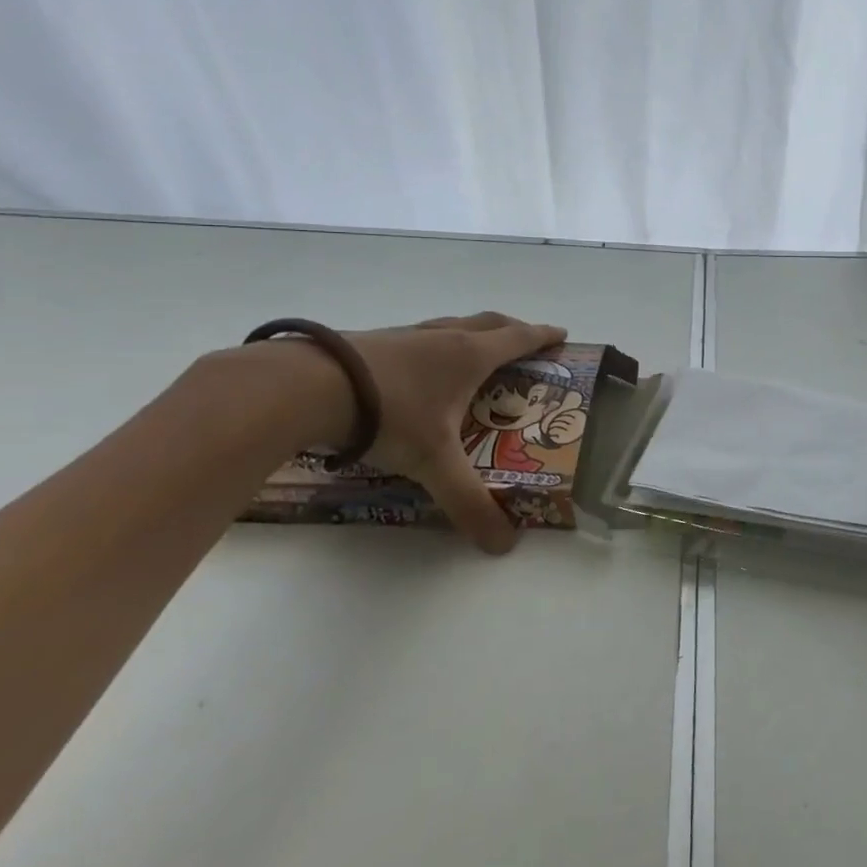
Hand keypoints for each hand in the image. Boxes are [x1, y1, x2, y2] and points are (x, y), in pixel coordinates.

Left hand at [336, 312, 565, 554]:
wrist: (303, 387)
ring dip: (471, 333)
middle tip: (527, 343)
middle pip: (490, 323)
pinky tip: (417, 367)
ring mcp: (405, 335)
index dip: (544, 337)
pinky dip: (433, 344)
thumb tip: (504, 544)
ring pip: (451, 325)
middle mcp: (444, 337)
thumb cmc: (388, 414)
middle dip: (514, 330)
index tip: (562, 335)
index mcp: (470, 355)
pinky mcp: (371, 341)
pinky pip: (417, 336)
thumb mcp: (433, 462)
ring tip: (474, 353)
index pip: (520, 339)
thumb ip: (468, 501)